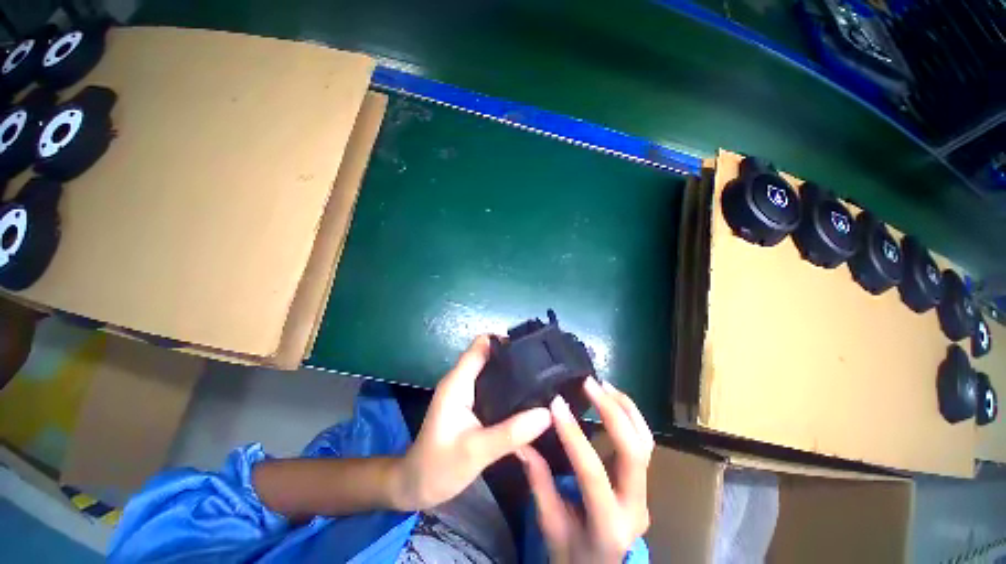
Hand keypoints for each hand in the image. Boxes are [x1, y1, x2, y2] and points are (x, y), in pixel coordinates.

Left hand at [392, 336, 551, 510]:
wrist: (416, 486)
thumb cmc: (439, 466)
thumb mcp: (477, 451)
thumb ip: (511, 432)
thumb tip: (546, 413)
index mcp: (457, 382)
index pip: (481, 345)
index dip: (504, 341)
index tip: (531, 348)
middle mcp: (460, 380)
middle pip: (487, 353)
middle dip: (512, 355)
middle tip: (540, 365)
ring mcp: (463, 391)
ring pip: (489, 368)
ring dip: (510, 370)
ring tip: (538, 377)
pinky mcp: (468, 402)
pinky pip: (489, 384)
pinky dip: (505, 385)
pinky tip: (523, 396)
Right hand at [519, 378, 653, 563]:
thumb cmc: (573, 554)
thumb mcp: (550, 525)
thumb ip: (538, 482)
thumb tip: (521, 442)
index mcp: (608, 525)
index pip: (592, 471)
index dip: (573, 434)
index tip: (555, 404)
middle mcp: (635, 507)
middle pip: (633, 452)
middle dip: (611, 412)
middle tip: (588, 384)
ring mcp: (645, 493)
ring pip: (645, 442)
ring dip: (625, 408)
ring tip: (603, 384)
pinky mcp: (642, 481)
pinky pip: (643, 442)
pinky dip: (630, 415)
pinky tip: (612, 398)